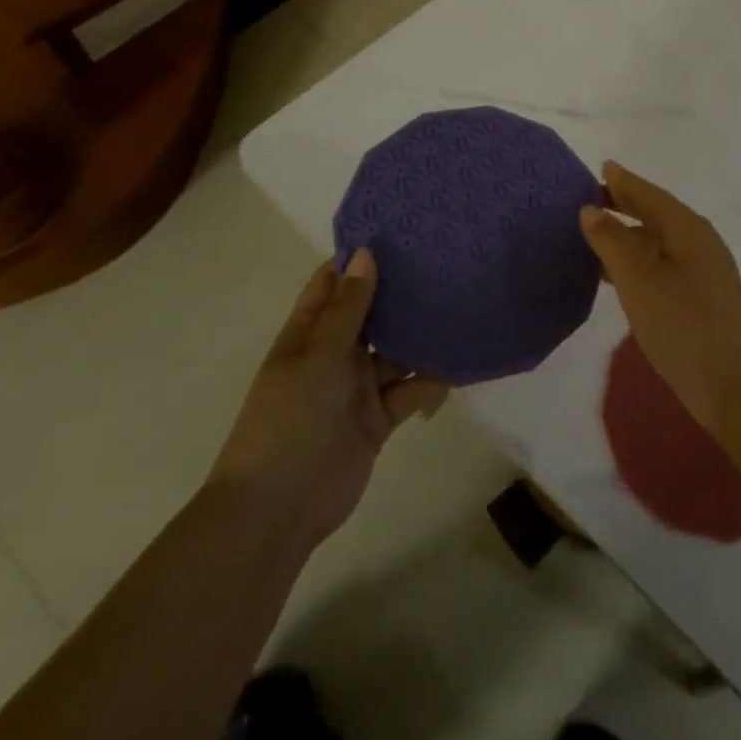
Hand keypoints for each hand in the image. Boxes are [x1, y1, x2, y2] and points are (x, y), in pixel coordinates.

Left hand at [209, 250, 449, 547]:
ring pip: (396, 351)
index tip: (399, 230)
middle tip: (445, 258)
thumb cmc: (290, 418)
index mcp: (309, 332)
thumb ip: (349, 308)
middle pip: (372, 313)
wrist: (278, 509)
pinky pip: (410, 390)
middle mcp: (335, 353)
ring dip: (422, 334)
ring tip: (462, 301)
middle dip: (401, 291)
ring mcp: (358, 387)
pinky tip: (460, 361)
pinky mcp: (379, 418)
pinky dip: (432, 379)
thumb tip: (366, 253)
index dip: (360, 258)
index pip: (334, 283)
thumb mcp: (318, 355)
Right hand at [580, 163, 740, 435]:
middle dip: (625, 205)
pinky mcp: (702, 299)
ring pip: (659, 241)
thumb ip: (612, 240)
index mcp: (686, 227)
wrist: (736, 386)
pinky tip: (618, 276)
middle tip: (589, 200)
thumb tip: (591, 208)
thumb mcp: (638, 279)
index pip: (649, 193)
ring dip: (629, 236)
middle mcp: (698, 241)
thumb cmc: (682, 324)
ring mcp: (703, 272)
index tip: (601, 167)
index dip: (623, 181)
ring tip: (595, 236)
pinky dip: (638, 261)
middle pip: (656, 213)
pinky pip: (662, 265)